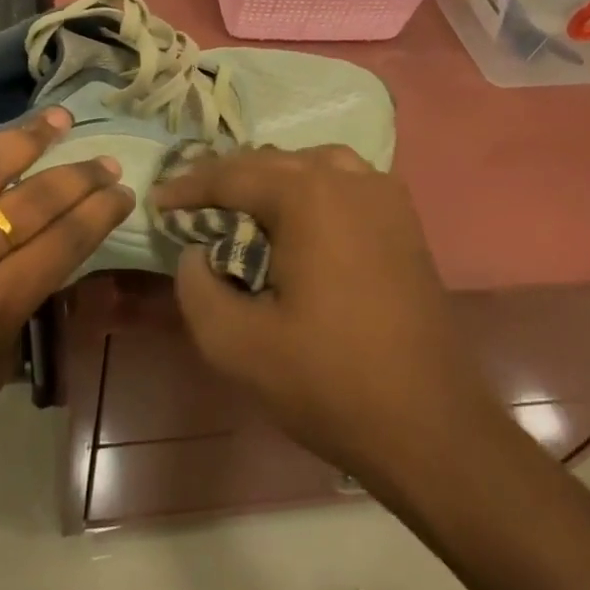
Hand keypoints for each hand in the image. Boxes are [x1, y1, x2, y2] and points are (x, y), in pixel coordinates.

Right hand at [151, 146, 503, 494]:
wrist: (431, 428)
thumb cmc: (329, 381)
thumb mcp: (235, 344)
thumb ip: (196, 286)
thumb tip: (196, 253)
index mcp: (308, 197)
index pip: (231, 175)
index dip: (188, 187)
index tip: (157, 202)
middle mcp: (349, 181)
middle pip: (271, 162)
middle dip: (225, 180)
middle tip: (191, 204)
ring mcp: (385, 199)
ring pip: (312, 165)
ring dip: (271, 178)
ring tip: (242, 206)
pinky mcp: (405, 224)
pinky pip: (347, 182)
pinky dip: (312, 188)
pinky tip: (300, 221)